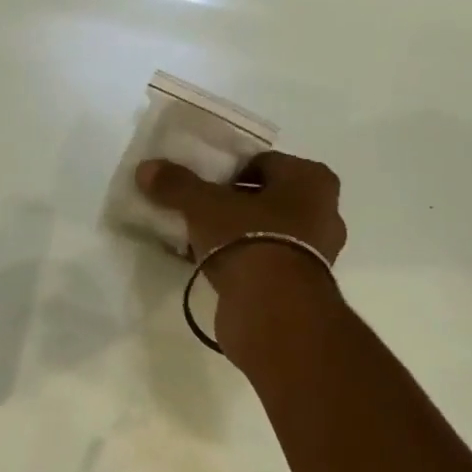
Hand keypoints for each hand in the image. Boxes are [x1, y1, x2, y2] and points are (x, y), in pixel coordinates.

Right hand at [136, 150, 345, 273]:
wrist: (272, 309)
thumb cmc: (248, 239)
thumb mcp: (204, 206)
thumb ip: (177, 185)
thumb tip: (146, 168)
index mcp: (312, 180)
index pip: (264, 163)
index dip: (229, 172)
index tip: (202, 188)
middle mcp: (325, 212)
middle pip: (268, 200)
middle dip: (235, 206)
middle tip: (200, 214)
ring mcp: (318, 254)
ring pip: (269, 233)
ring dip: (240, 237)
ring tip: (203, 243)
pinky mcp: (302, 288)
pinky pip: (267, 264)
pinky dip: (245, 264)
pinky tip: (215, 270)